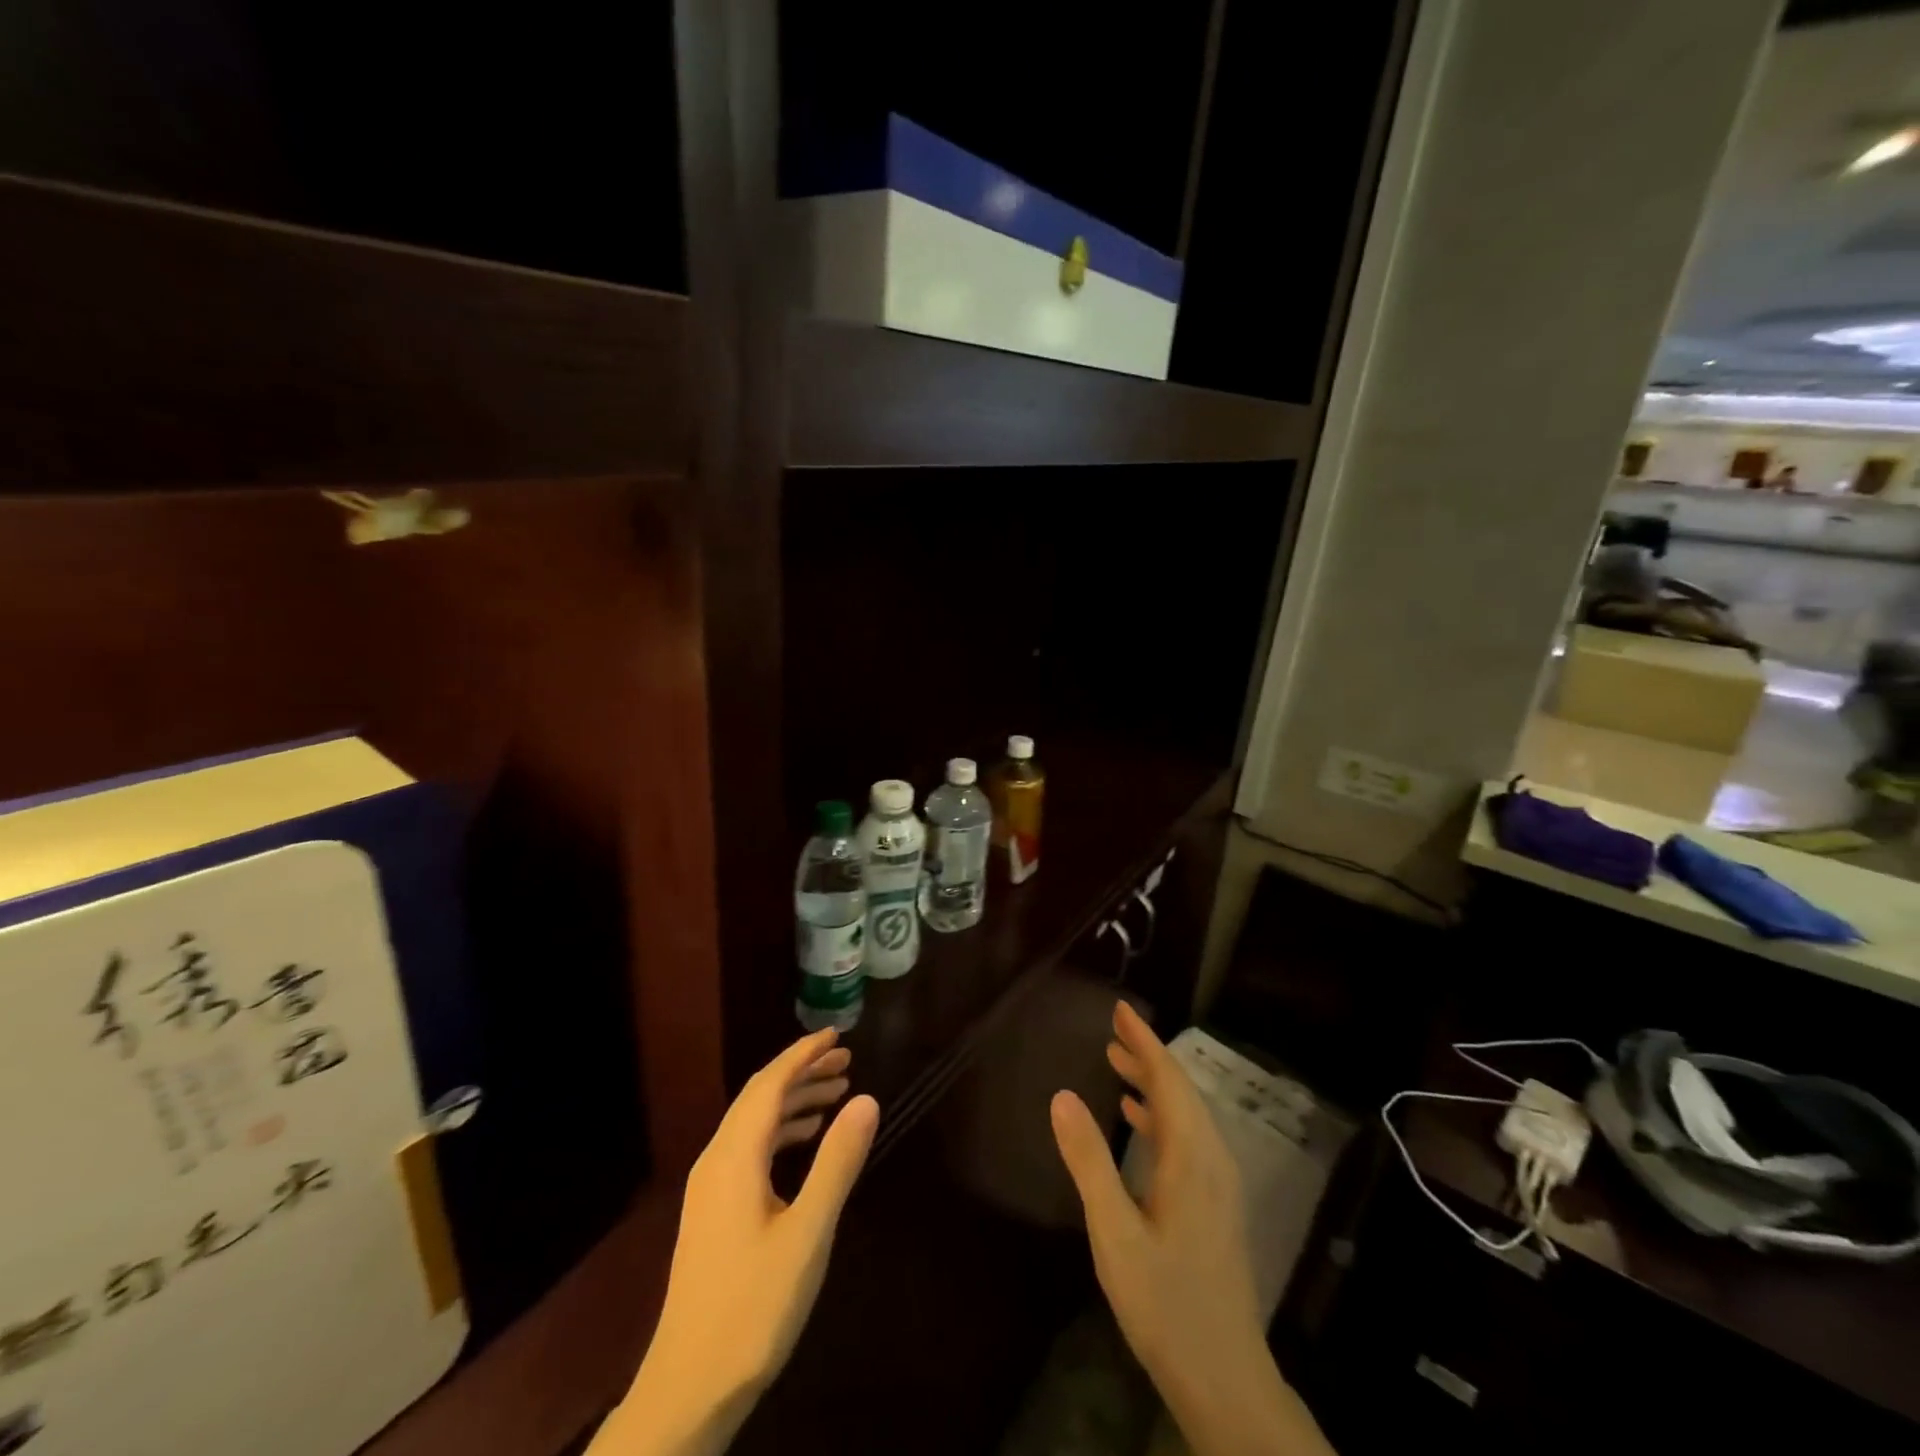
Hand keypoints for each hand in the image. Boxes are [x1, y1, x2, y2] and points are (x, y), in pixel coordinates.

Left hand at [599, 1029, 879, 1455]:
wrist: (688, 1389)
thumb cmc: (753, 1307)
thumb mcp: (807, 1233)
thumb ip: (837, 1162)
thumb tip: (866, 1099)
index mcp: (734, 1157)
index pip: (769, 1084)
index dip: (803, 1054)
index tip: (836, 1035)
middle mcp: (716, 1161)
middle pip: (759, 1097)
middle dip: (802, 1072)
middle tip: (846, 1061)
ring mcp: (710, 1188)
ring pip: (754, 1123)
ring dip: (793, 1101)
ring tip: (836, 1095)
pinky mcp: (713, 1212)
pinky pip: (750, 1149)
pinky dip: (781, 1132)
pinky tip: (805, 1143)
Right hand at [1051, 1003, 1333, 1455]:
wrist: (1227, 1380)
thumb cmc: (1166, 1305)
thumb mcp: (1114, 1233)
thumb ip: (1089, 1161)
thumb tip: (1061, 1095)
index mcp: (1192, 1157)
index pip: (1168, 1079)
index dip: (1144, 1041)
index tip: (1120, 1009)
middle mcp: (1212, 1159)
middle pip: (1180, 1091)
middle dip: (1147, 1055)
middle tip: (1113, 1028)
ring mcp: (1218, 1184)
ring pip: (1185, 1114)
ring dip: (1152, 1084)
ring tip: (1116, 1062)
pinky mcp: (1215, 1204)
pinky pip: (1187, 1139)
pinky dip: (1160, 1116)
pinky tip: (1136, 1120)